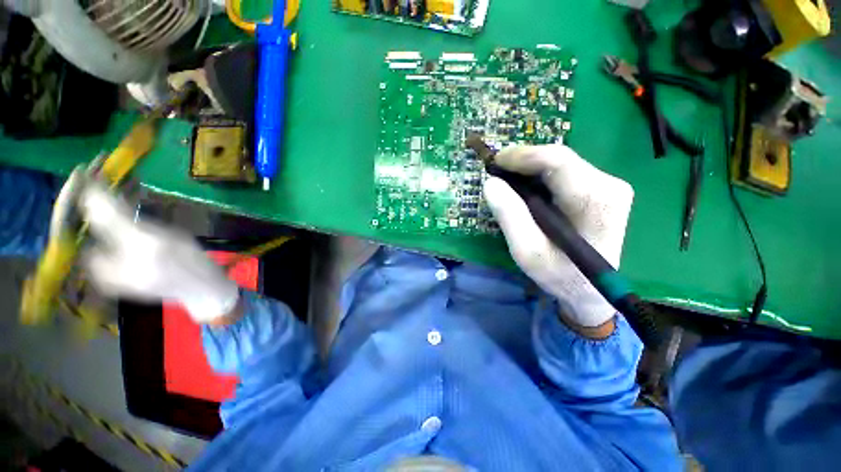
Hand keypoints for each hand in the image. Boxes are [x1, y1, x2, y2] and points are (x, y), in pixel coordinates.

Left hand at [76, 181, 239, 323]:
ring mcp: (111, 255)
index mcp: (90, 262)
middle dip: (92, 192)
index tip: (85, 169)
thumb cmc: (183, 268)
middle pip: (83, 219)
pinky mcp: (128, 251)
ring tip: (118, 173)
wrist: (206, 286)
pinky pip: (117, 222)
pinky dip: (123, 205)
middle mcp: (93, 259)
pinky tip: (133, 190)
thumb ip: (114, 219)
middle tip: (103, 166)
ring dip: (108, 196)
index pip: (68, 224)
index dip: (74, 195)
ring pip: (100, 218)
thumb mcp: (148, 242)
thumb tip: (87, 187)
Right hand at [483, 145, 633, 332]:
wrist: (590, 289)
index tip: (495, 162)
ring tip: (507, 181)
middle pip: (558, 158)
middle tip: (496, 173)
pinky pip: (564, 172)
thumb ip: (510, 217)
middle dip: (523, 161)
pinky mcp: (600, 189)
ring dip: (529, 168)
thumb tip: (491, 183)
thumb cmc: (559, 275)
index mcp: (595, 201)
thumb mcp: (527, 252)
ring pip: (560, 162)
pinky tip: (525, 188)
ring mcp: (608, 185)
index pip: (557, 161)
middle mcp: (608, 185)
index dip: (522, 156)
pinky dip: (539, 175)